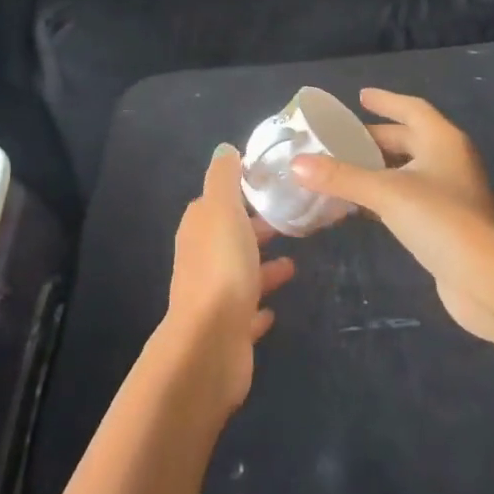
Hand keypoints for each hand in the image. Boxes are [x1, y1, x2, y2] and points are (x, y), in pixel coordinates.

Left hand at [162, 144, 295, 411]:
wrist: (210, 344)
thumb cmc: (221, 267)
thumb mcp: (223, 209)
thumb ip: (224, 177)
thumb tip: (224, 149)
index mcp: (199, 227)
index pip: (217, 200)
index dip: (241, 192)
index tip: (271, 186)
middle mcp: (201, 258)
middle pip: (230, 236)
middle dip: (254, 227)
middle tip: (289, 221)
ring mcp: (213, 296)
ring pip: (240, 273)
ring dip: (262, 265)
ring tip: (294, 263)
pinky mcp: (228, 330)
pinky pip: (246, 312)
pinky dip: (259, 305)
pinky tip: (275, 308)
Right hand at [292, 89, 493, 342]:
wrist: (489, 282)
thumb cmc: (441, 221)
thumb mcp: (385, 193)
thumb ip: (341, 177)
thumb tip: (297, 164)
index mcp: (442, 140)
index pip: (411, 109)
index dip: (386, 101)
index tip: (360, 97)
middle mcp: (450, 160)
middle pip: (408, 139)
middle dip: (375, 139)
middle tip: (339, 140)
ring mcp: (452, 194)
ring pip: (408, 171)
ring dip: (378, 169)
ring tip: (342, 169)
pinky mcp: (448, 225)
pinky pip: (410, 198)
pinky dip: (386, 196)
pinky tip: (361, 207)